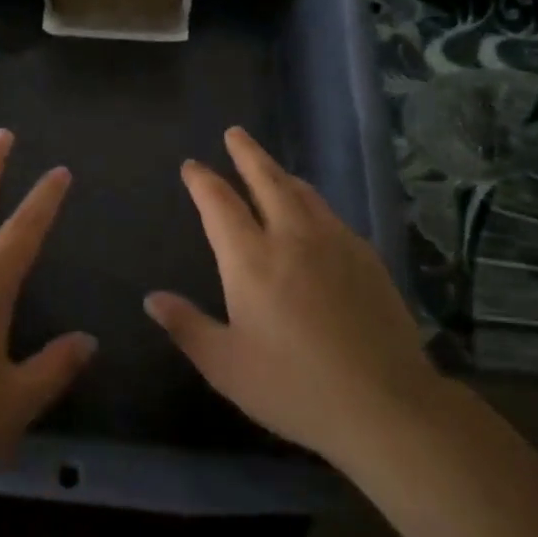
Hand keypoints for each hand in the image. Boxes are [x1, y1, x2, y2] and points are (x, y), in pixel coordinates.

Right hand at [145, 127, 442, 472]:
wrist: (385, 404)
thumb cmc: (294, 388)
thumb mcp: (226, 366)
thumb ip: (187, 327)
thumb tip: (152, 298)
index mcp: (250, 260)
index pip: (219, 203)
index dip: (202, 180)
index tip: (192, 166)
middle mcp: (291, 237)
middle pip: (266, 179)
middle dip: (247, 153)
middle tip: (235, 132)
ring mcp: (334, 243)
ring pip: (302, 192)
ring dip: (280, 173)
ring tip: (270, 167)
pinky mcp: (366, 257)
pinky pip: (330, 215)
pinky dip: (311, 201)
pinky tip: (314, 214)